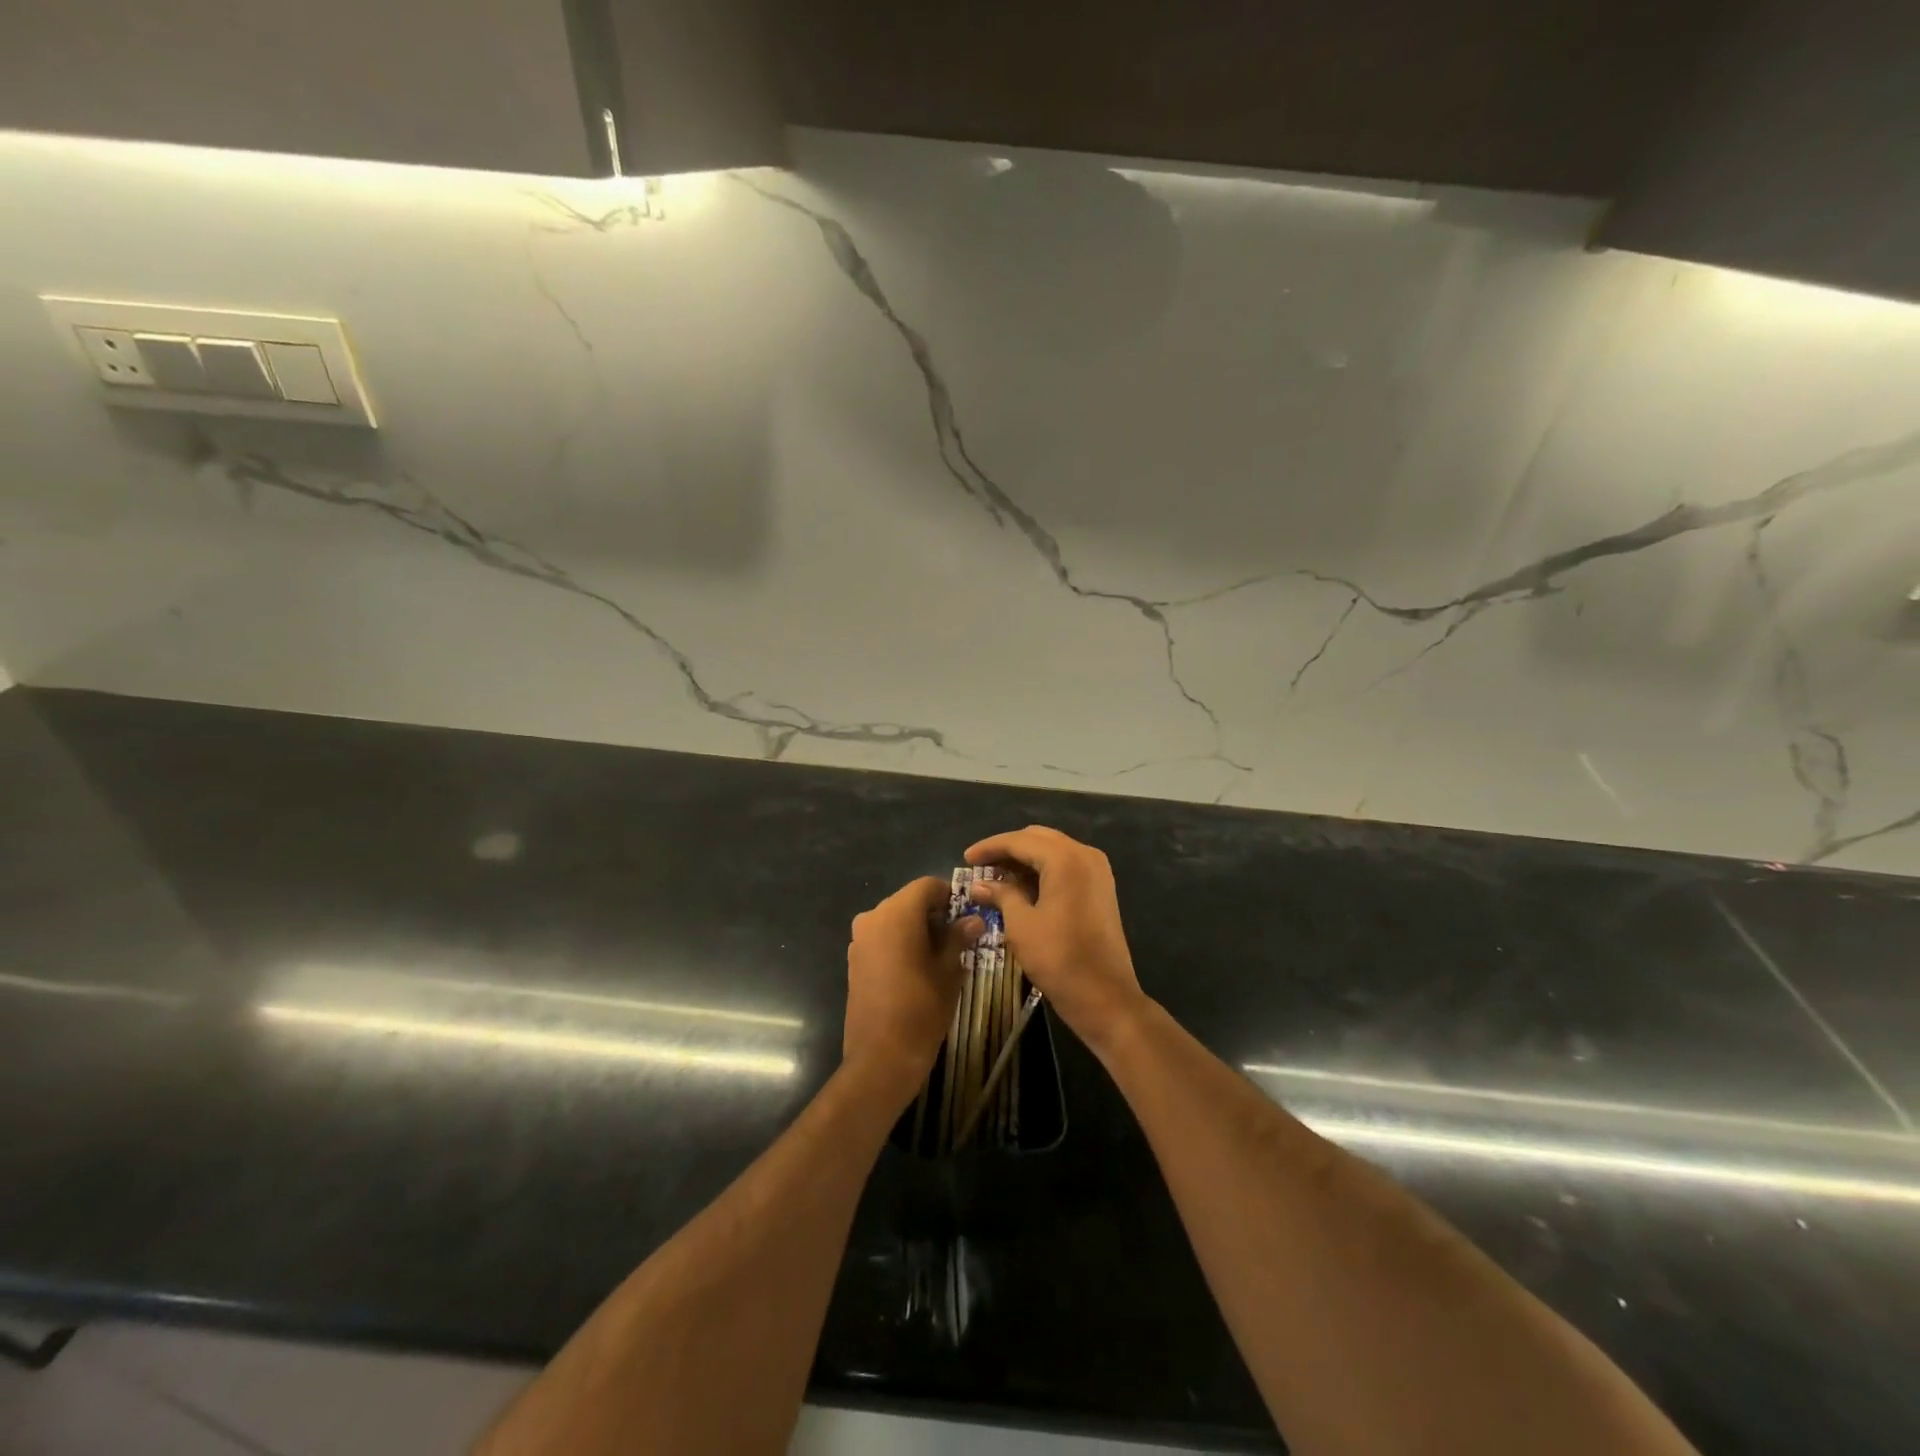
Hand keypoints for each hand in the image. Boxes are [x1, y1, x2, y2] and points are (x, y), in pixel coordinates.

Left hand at [843, 877, 973, 1105]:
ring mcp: (859, 939)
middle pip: (908, 900)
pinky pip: (882, 938)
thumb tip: (973, 921)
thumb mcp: (948, 971)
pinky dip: (900, 942)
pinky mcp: (854, 960)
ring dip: (917, 928)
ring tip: (940, 955)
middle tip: (959, 936)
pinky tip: (917, 967)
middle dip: (934, 913)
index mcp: (896, 914)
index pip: (926, 886)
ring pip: (894, 919)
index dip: (949, 895)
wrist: (881, 1057)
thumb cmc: (921, 1008)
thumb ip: (958, 938)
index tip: (967, 914)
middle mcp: (873, 918)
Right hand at [964, 826, 1147, 1055]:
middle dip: (1008, 849)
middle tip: (981, 866)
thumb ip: (1001, 895)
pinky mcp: (1101, 887)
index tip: (966, 859)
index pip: (1019, 841)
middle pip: (1038, 839)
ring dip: (1025, 859)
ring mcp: (1097, 870)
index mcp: (1065, 859)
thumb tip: (979, 885)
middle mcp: (1085, 855)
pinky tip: (1021, 886)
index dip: (990, 848)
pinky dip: (1043, 870)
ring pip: (1053, 850)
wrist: (1105, 996)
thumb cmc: (1058, 959)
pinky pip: (1066, 865)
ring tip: (996, 876)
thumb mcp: (1021, 925)